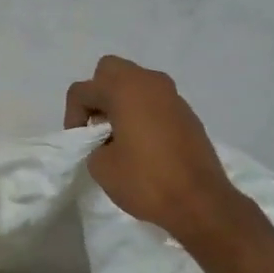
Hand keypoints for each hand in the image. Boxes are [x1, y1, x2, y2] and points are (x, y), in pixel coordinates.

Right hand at [65, 56, 252, 247]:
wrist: (200, 202)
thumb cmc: (146, 181)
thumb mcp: (101, 166)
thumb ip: (93, 143)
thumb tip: (106, 139)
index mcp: (125, 89)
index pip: (82, 89)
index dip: (73, 116)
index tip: (81, 143)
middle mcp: (150, 82)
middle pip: (111, 70)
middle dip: (98, 94)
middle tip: (98, 127)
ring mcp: (173, 95)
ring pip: (136, 83)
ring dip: (122, 101)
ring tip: (120, 136)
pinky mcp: (187, 113)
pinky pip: (155, 100)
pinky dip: (142, 112)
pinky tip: (143, 143)